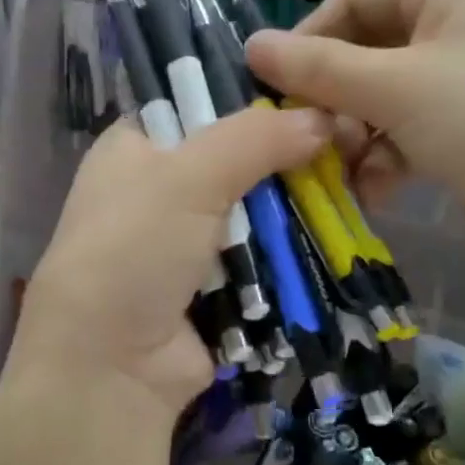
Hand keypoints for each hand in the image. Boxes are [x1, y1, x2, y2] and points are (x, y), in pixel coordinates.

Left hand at [1, 103, 331, 418]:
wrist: (112, 366)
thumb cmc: (134, 248)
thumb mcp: (188, 176)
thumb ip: (255, 138)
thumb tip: (323, 118)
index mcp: (136, 147)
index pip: (199, 104)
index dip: (251, 101)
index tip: (311, 99)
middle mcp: (159, 190)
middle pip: (237, 161)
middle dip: (285, 163)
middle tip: (345, 150)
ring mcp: (188, 243)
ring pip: (256, 213)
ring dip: (294, 213)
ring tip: (353, 192)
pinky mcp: (216, 287)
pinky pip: (263, 260)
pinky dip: (290, 255)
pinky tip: (334, 239)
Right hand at [245, 0, 464, 296]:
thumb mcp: (395, 88)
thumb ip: (318, 68)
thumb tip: (251, 46)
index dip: (313, 34)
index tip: (278, 81)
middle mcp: (460, 26)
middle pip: (369, 50)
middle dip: (335, 97)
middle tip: (309, 134)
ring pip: (384, 97)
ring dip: (356, 134)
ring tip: (342, 170)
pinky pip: (408, 131)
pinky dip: (386, 158)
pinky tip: (375, 190)